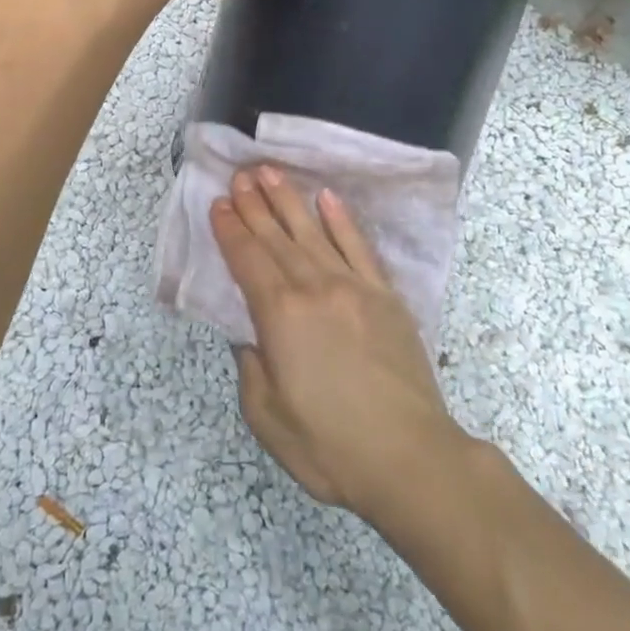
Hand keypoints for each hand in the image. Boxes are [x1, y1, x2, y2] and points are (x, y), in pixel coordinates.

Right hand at [210, 166, 467, 519]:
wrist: (410, 459)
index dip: (230, 230)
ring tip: (271, 171)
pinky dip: (341, 220)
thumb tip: (251, 336)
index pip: (247, 260)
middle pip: (276, 237)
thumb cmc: (330, 446)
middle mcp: (314, 288)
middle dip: (254, 204)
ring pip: (313, 232)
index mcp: (280, 315)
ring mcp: (353, 287)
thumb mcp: (267, 417)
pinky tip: (328, 198)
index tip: (219, 203)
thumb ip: (250, 368)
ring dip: (289, 199)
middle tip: (239, 174)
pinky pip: (359, 246)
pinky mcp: (385, 296)